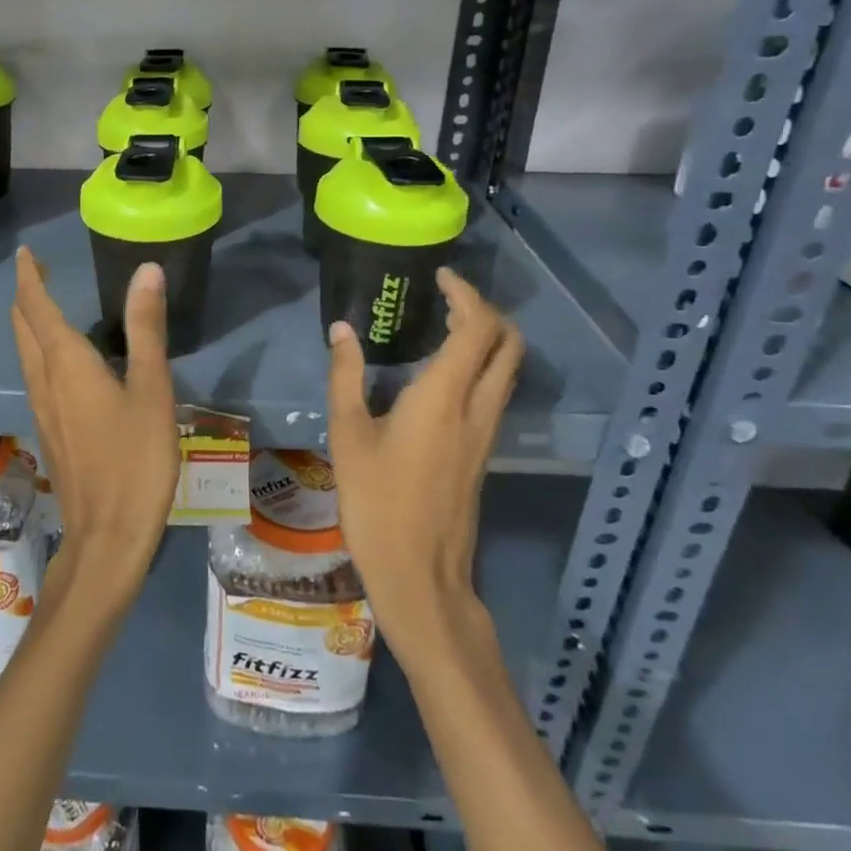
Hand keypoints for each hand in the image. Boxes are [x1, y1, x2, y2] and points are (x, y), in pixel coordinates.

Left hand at [11, 247, 179, 595]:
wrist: (106, 536)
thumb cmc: (135, 460)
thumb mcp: (151, 390)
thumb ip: (146, 329)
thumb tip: (145, 270)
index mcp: (65, 363)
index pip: (36, 306)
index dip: (29, 276)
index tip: (26, 252)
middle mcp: (44, 380)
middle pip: (22, 327)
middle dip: (26, 295)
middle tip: (38, 271)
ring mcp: (41, 408)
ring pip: (25, 353)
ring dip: (29, 323)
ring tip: (47, 304)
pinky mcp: (49, 430)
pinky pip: (35, 375)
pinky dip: (40, 350)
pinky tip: (63, 360)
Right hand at [325, 267, 522, 659]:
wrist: (419, 573)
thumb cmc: (376, 502)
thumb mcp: (348, 435)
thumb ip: (345, 377)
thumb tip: (342, 330)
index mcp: (444, 397)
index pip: (477, 328)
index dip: (465, 294)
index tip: (439, 277)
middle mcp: (477, 408)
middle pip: (509, 344)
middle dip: (486, 311)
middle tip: (447, 299)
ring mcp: (487, 433)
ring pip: (507, 369)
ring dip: (488, 338)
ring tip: (444, 326)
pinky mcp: (483, 452)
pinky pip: (496, 391)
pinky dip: (481, 365)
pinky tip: (442, 373)